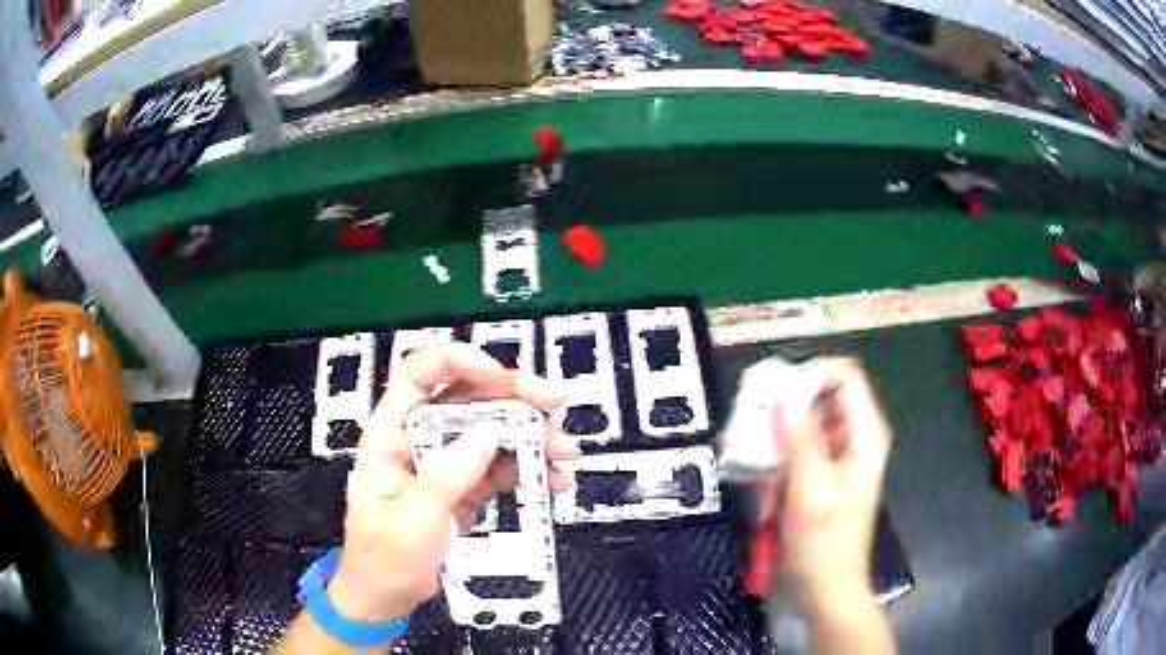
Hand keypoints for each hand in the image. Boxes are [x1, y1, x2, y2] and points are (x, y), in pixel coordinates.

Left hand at [327, 343, 580, 623]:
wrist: (387, 598)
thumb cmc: (383, 558)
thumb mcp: (411, 520)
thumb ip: (446, 477)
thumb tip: (488, 434)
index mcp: (391, 434)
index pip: (419, 375)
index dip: (458, 362)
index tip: (500, 375)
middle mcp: (422, 438)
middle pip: (468, 396)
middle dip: (515, 395)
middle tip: (555, 402)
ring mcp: (448, 462)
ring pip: (494, 429)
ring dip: (534, 435)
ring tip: (565, 454)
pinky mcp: (468, 486)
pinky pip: (504, 466)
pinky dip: (533, 468)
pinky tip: (554, 479)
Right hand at [777, 358, 892, 612]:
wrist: (827, 589)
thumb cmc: (823, 545)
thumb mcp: (811, 491)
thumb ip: (800, 439)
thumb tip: (784, 393)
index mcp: (865, 435)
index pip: (845, 375)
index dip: (812, 374)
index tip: (776, 392)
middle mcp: (856, 437)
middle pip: (826, 393)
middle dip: (790, 398)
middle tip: (754, 415)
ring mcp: (840, 455)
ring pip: (810, 417)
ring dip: (780, 424)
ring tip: (750, 439)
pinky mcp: (823, 472)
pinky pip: (802, 443)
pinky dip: (780, 446)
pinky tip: (758, 462)